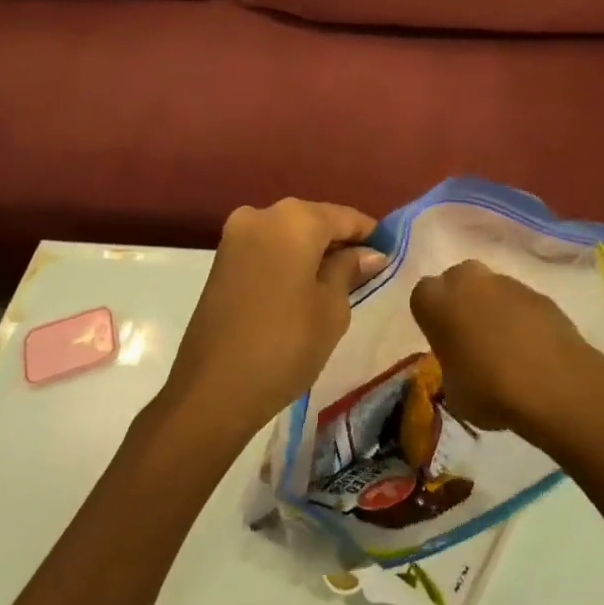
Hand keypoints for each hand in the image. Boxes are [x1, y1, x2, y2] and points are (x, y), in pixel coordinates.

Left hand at [164, 198, 385, 437]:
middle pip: (314, 220)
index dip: (370, 234)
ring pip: (288, 233)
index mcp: (295, 219)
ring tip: (337, 283)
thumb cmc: (286, 344)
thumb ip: (350, 270)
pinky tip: (303, 287)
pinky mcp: (221, 260)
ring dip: (312, 252)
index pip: (345, 217)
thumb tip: (368, 254)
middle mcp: (262, 214)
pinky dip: (288, 260)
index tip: (390, 254)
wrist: (213, 389)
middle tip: (366, 271)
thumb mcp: (332, 308)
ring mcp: (236, 235)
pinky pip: (267, 248)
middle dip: (339, 242)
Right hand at [409, 260, 603, 438]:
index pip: (422, 297)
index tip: (442, 342)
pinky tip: (531, 348)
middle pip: (457, 280)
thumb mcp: (454, 391)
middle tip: (470, 337)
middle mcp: (467, 280)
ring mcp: (505, 282)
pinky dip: (522, 318)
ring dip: (493, 308)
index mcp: (435, 300)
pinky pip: (520, 302)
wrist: (552, 382)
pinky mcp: (537, 292)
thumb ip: (451, 368)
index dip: (432, 319)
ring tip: (506, 347)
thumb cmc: (488, 388)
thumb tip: (461, 366)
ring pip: (491, 289)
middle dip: (461, 301)